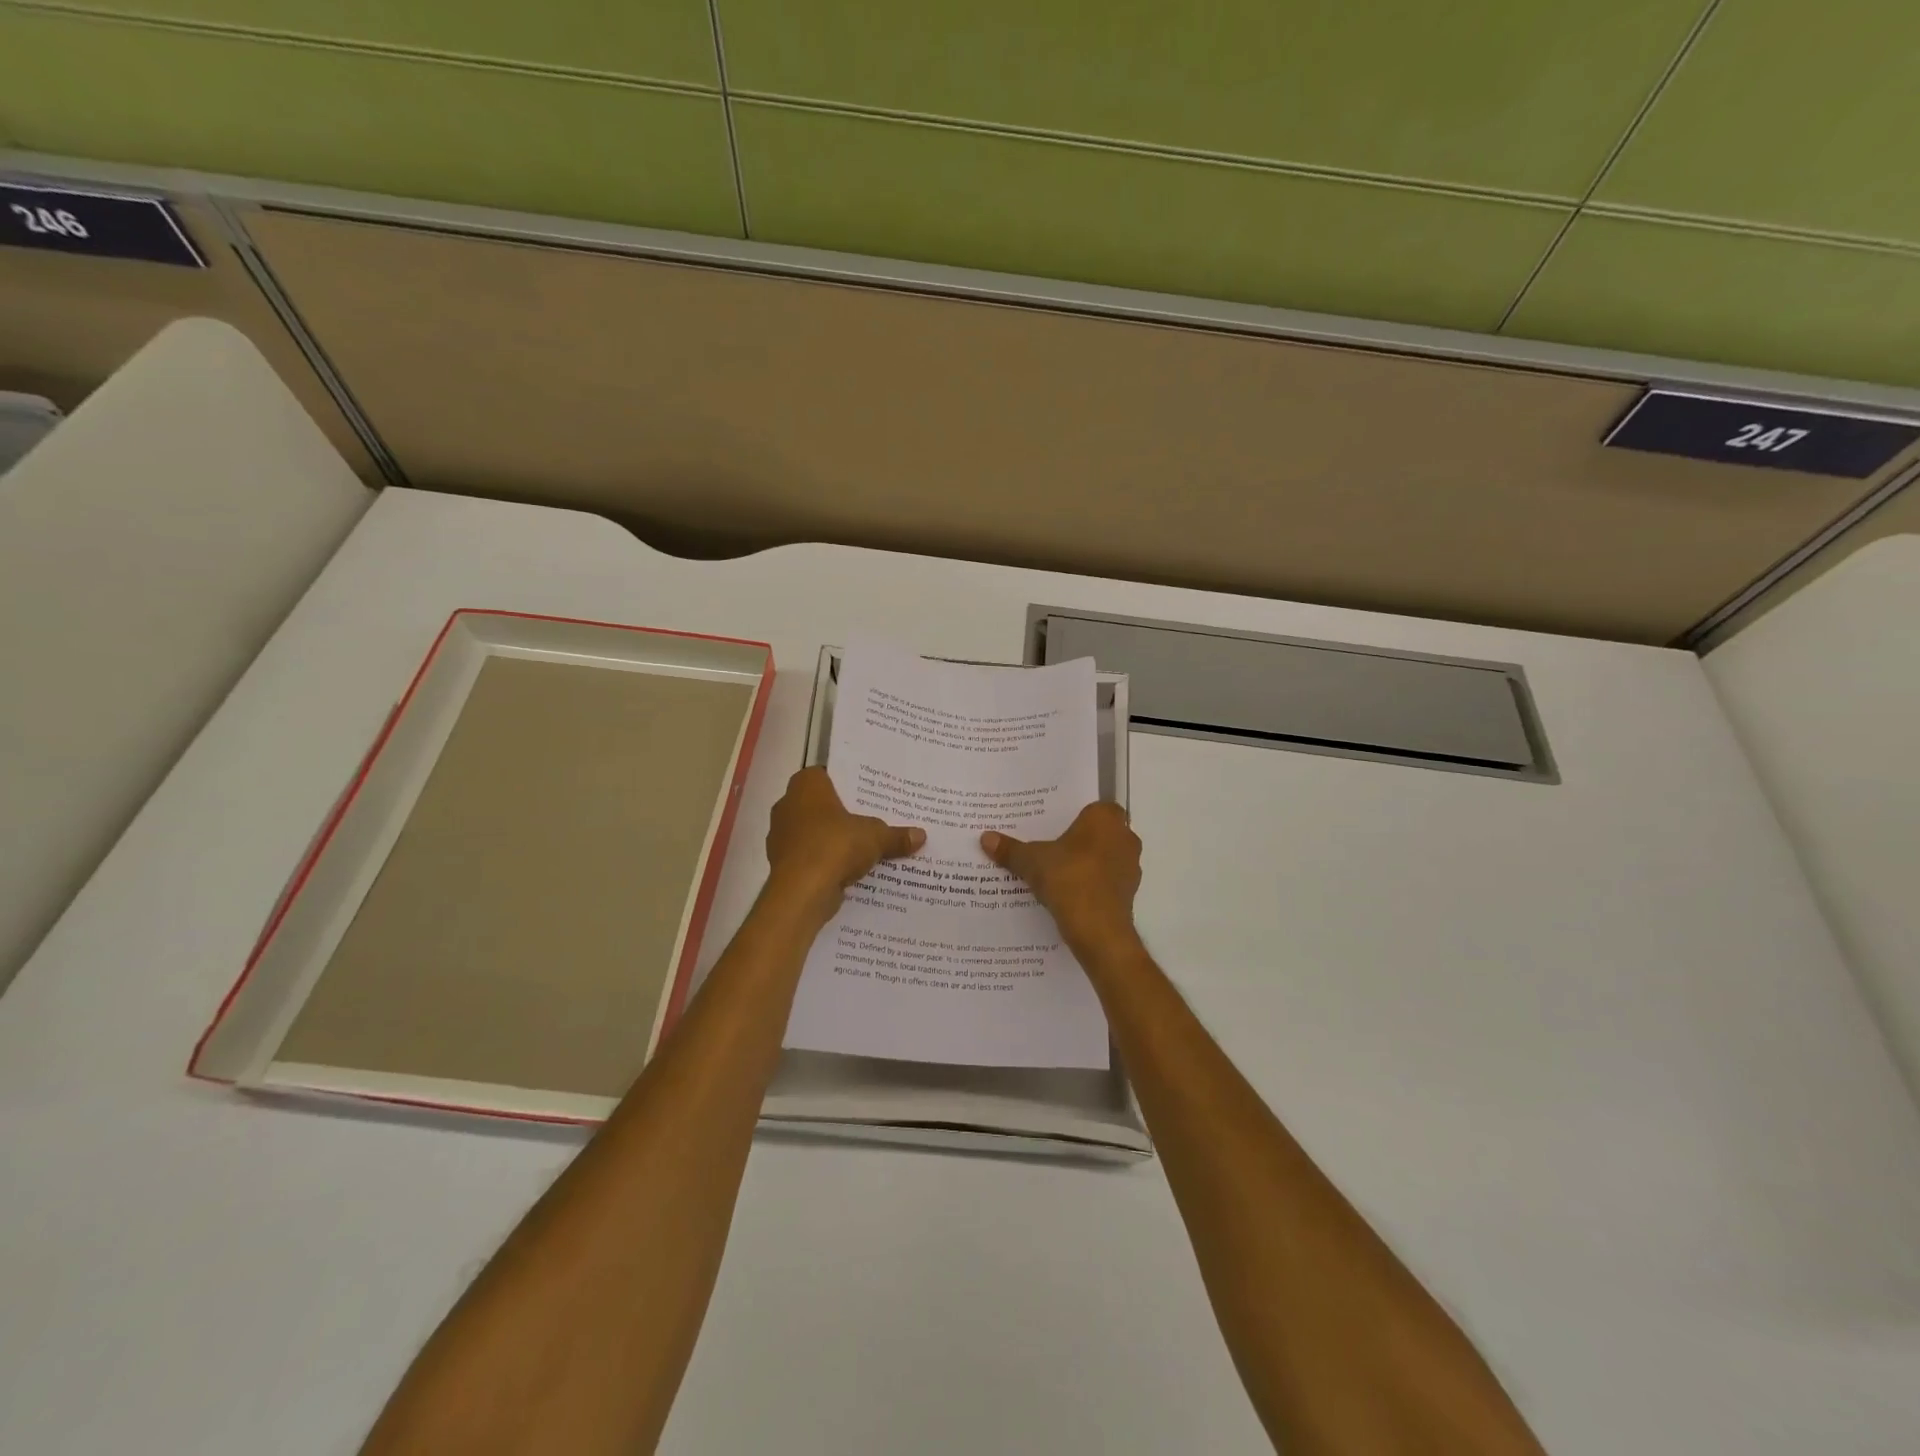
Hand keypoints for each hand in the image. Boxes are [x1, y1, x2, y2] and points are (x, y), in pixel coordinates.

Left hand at [765, 767, 924, 916]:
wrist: (800, 892)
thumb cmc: (834, 846)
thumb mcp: (875, 837)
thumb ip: (896, 835)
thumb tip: (921, 835)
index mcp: (806, 785)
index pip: (828, 774)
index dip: (849, 783)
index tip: (870, 792)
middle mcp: (788, 804)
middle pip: (822, 805)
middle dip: (845, 813)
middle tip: (874, 818)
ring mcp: (782, 835)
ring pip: (816, 832)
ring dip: (835, 839)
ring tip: (866, 845)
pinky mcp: (783, 863)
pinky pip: (811, 856)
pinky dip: (827, 861)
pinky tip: (850, 869)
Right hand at [982, 802, 1142, 956]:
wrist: (1097, 929)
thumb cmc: (1068, 878)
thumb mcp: (1031, 861)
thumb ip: (1011, 849)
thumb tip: (985, 837)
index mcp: (1105, 819)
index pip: (1095, 807)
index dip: (1077, 815)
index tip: (1056, 825)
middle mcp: (1125, 837)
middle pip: (1100, 832)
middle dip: (1080, 840)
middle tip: (1052, 846)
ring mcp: (1130, 867)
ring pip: (1106, 858)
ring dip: (1088, 864)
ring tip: (1057, 873)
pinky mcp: (1129, 894)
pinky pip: (1107, 882)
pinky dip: (1093, 886)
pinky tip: (1069, 895)